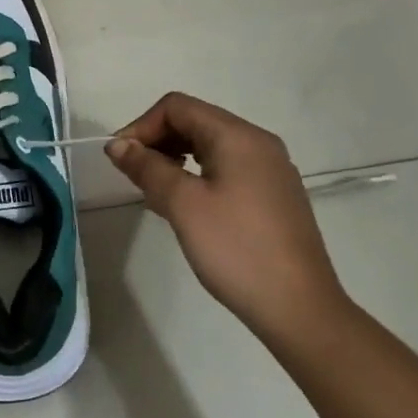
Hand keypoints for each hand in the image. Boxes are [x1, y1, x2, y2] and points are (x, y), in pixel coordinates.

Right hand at [106, 93, 349, 346]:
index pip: (178, 107)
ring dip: (175, 159)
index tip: (121, 159)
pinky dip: (198, 176)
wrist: (300, 311)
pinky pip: (227, 169)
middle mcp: (259, 143)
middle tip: (133, 176)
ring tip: (154, 193)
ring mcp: (271, 170)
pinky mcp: (275, 196)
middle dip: (157, 141)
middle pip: (195, 122)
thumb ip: (147, 168)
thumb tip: (118, 145)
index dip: (142, 126)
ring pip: (210, 146)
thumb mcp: (183, 205)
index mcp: (239, 136)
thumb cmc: (237, 249)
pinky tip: (186, 207)